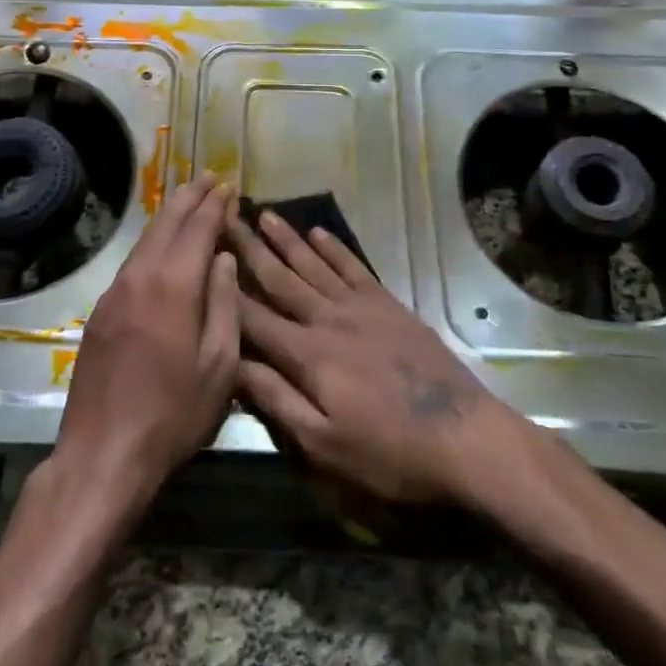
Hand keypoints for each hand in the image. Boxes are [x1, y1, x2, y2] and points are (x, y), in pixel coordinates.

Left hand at [51, 175, 238, 514]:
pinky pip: (132, 261)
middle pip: (166, 223)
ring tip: (187, 200)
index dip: (215, 205)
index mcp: (174, 286)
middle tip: (208, 177)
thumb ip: (225, 304)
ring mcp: (115, 293)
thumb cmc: (173, 414)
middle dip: (189, 197)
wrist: (103, 452)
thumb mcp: (219, 366)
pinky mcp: (101, 312)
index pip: (198, 229)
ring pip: (145, 240)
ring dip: (168, 215)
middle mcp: (140, 277)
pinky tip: (161, 247)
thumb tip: (225, 258)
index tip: (228, 186)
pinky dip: (152, 242)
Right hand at [225, 207, 515, 505]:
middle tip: (225, 216)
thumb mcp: (324, 444)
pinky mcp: (389, 306)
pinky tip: (319, 233)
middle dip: (249, 248)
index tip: (200, 256)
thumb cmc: (389, 452)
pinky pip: (354, 268)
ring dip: (288, 239)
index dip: (224, 287)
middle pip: (280, 279)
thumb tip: (232, 363)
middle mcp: (327, 320)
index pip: (252, 316)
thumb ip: (276, 400)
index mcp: (306, 355)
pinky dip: (335, 248)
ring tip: (264, 213)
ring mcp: (360, 308)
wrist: (464, 435)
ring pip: (314, 265)